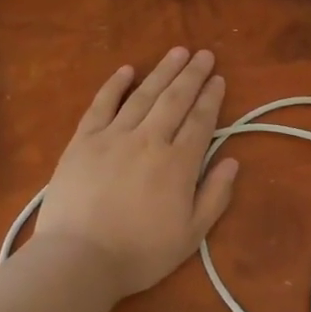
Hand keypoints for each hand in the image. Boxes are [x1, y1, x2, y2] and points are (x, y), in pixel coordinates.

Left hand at [34, 47, 240, 298]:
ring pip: (144, 95)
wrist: (78, 259)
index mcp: (178, 163)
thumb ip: (215, 195)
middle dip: (192, 74)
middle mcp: (149, 139)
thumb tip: (232, 161)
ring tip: (177, 52)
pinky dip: (115, 85)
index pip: (201, 120)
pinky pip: (102, 104)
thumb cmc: (139, 253)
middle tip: (204, 54)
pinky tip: (127, 69)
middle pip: (175, 99)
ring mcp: (114, 136)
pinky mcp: (83, 140)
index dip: (211, 97)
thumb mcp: (191, 235)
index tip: (218, 78)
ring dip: (163, 71)